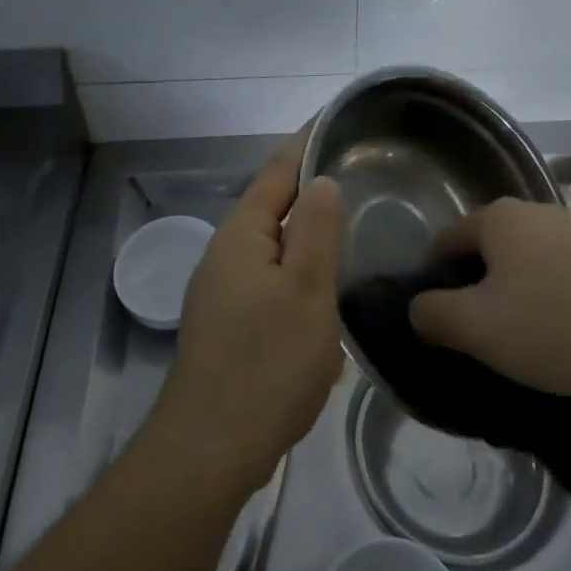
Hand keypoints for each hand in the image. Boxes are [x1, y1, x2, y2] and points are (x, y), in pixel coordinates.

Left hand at [148, 131, 345, 494]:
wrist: (210, 450)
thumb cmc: (266, 363)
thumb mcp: (306, 290)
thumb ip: (316, 229)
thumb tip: (321, 180)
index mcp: (242, 235)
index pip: (278, 172)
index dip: (306, 144)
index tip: (336, 121)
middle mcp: (226, 254)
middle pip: (273, 206)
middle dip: (311, 188)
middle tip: (361, 175)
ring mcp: (223, 291)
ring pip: (274, 247)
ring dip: (308, 234)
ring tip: (352, 226)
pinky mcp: (229, 324)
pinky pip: (271, 280)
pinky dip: (301, 272)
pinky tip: (327, 290)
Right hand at [407, 198, 570, 406]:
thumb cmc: (556, 324)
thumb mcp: (478, 328)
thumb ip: (433, 315)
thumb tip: (418, 308)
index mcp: (497, 217)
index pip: (445, 241)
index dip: (435, 281)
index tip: (445, 324)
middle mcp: (533, 210)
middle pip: (487, 250)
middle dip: (479, 290)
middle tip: (484, 338)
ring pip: (526, 263)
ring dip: (517, 296)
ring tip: (527, 343)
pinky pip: (562, 274)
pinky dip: (553, 300)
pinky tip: (566, 335)